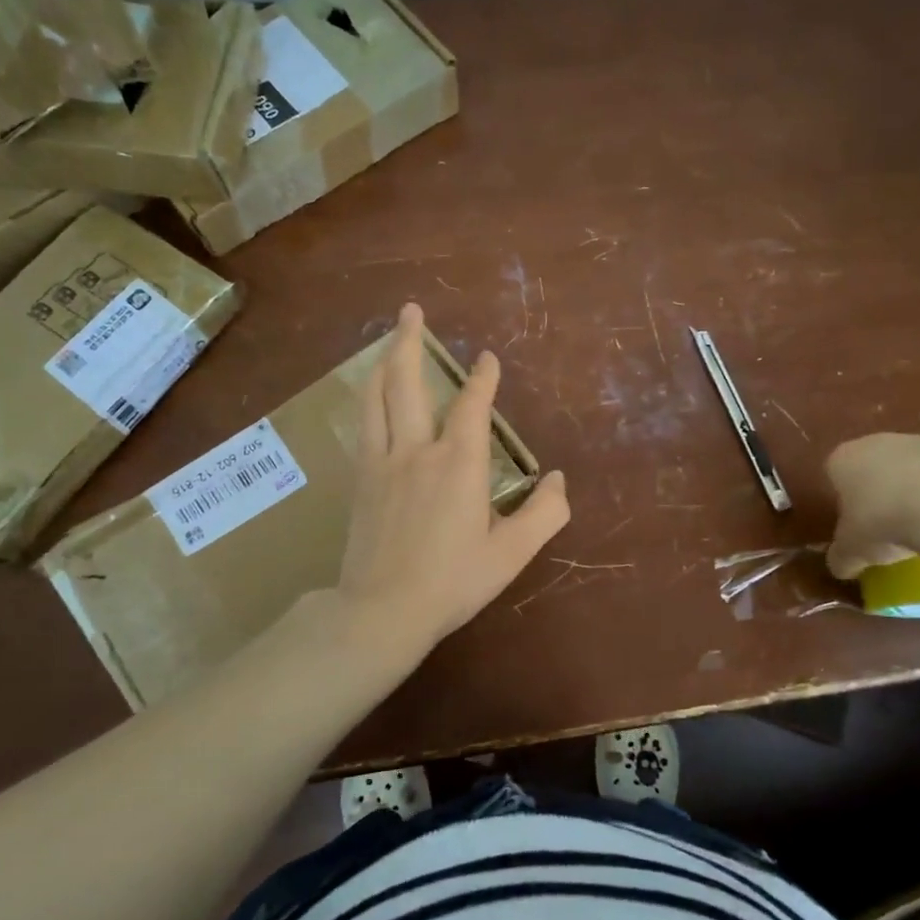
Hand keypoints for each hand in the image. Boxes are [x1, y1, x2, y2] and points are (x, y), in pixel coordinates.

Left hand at [335, 304, 570, 651]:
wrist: (381, 610)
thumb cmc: (452, 582)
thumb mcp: (511, 554)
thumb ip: (544, 513)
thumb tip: (559, 479)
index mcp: (459, 464)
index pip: (473, 406)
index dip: (483, 378)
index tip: (488, 358)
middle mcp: (417, 450)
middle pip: (409, 382)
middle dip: (410, 341)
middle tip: (411, 309)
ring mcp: (382, 462)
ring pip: (378, 397)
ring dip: (384, 361)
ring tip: (389, 339)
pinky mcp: (360, 479)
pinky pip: (364, 424)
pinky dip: (370, 398)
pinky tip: (372, 396)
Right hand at [824, 433, 919, 579]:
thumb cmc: (882, 522)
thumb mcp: (852, 551)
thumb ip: (842, 557)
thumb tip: (841, 566)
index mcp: (844, 460)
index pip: (836, 475)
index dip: (846, 501)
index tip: (858, 526)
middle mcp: (879, 441)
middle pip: (877, 466)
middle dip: (883, 492)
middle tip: (892, 526)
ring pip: (917, 466)